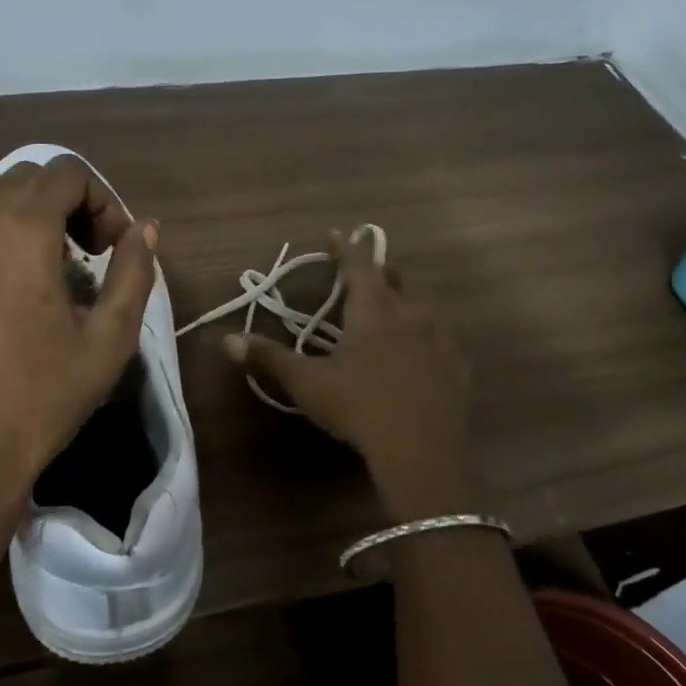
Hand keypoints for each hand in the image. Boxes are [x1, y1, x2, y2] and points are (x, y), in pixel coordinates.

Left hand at [0, 158, 156, 543]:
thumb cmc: (44, 396)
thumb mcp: (110, 338)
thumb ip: (134, 273)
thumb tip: (145, 229)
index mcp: (21, 231)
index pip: (67, 173)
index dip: (102, 201)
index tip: (113, 248)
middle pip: (28, 176)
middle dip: (68, 203)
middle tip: (89, 254)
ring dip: (25, 208)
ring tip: (44, 257)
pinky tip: (3, 274)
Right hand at [226, 230, 471, 521]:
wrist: (421, 452)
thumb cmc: (358, 407)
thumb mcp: (308, 383)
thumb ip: (269, 357)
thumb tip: (227, 340)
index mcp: (373, 310)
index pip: (359, 265)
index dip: (346, 247)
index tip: (336, 232)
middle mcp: (411, 313)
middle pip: (394, 280)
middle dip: (376, 271)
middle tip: (361, 273)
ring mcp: (441, 338)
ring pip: (421, 307)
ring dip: (402, 303)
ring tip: (389, 313)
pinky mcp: (458, 365)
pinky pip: (441, 337)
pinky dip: (426, 335)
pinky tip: (421, 351)